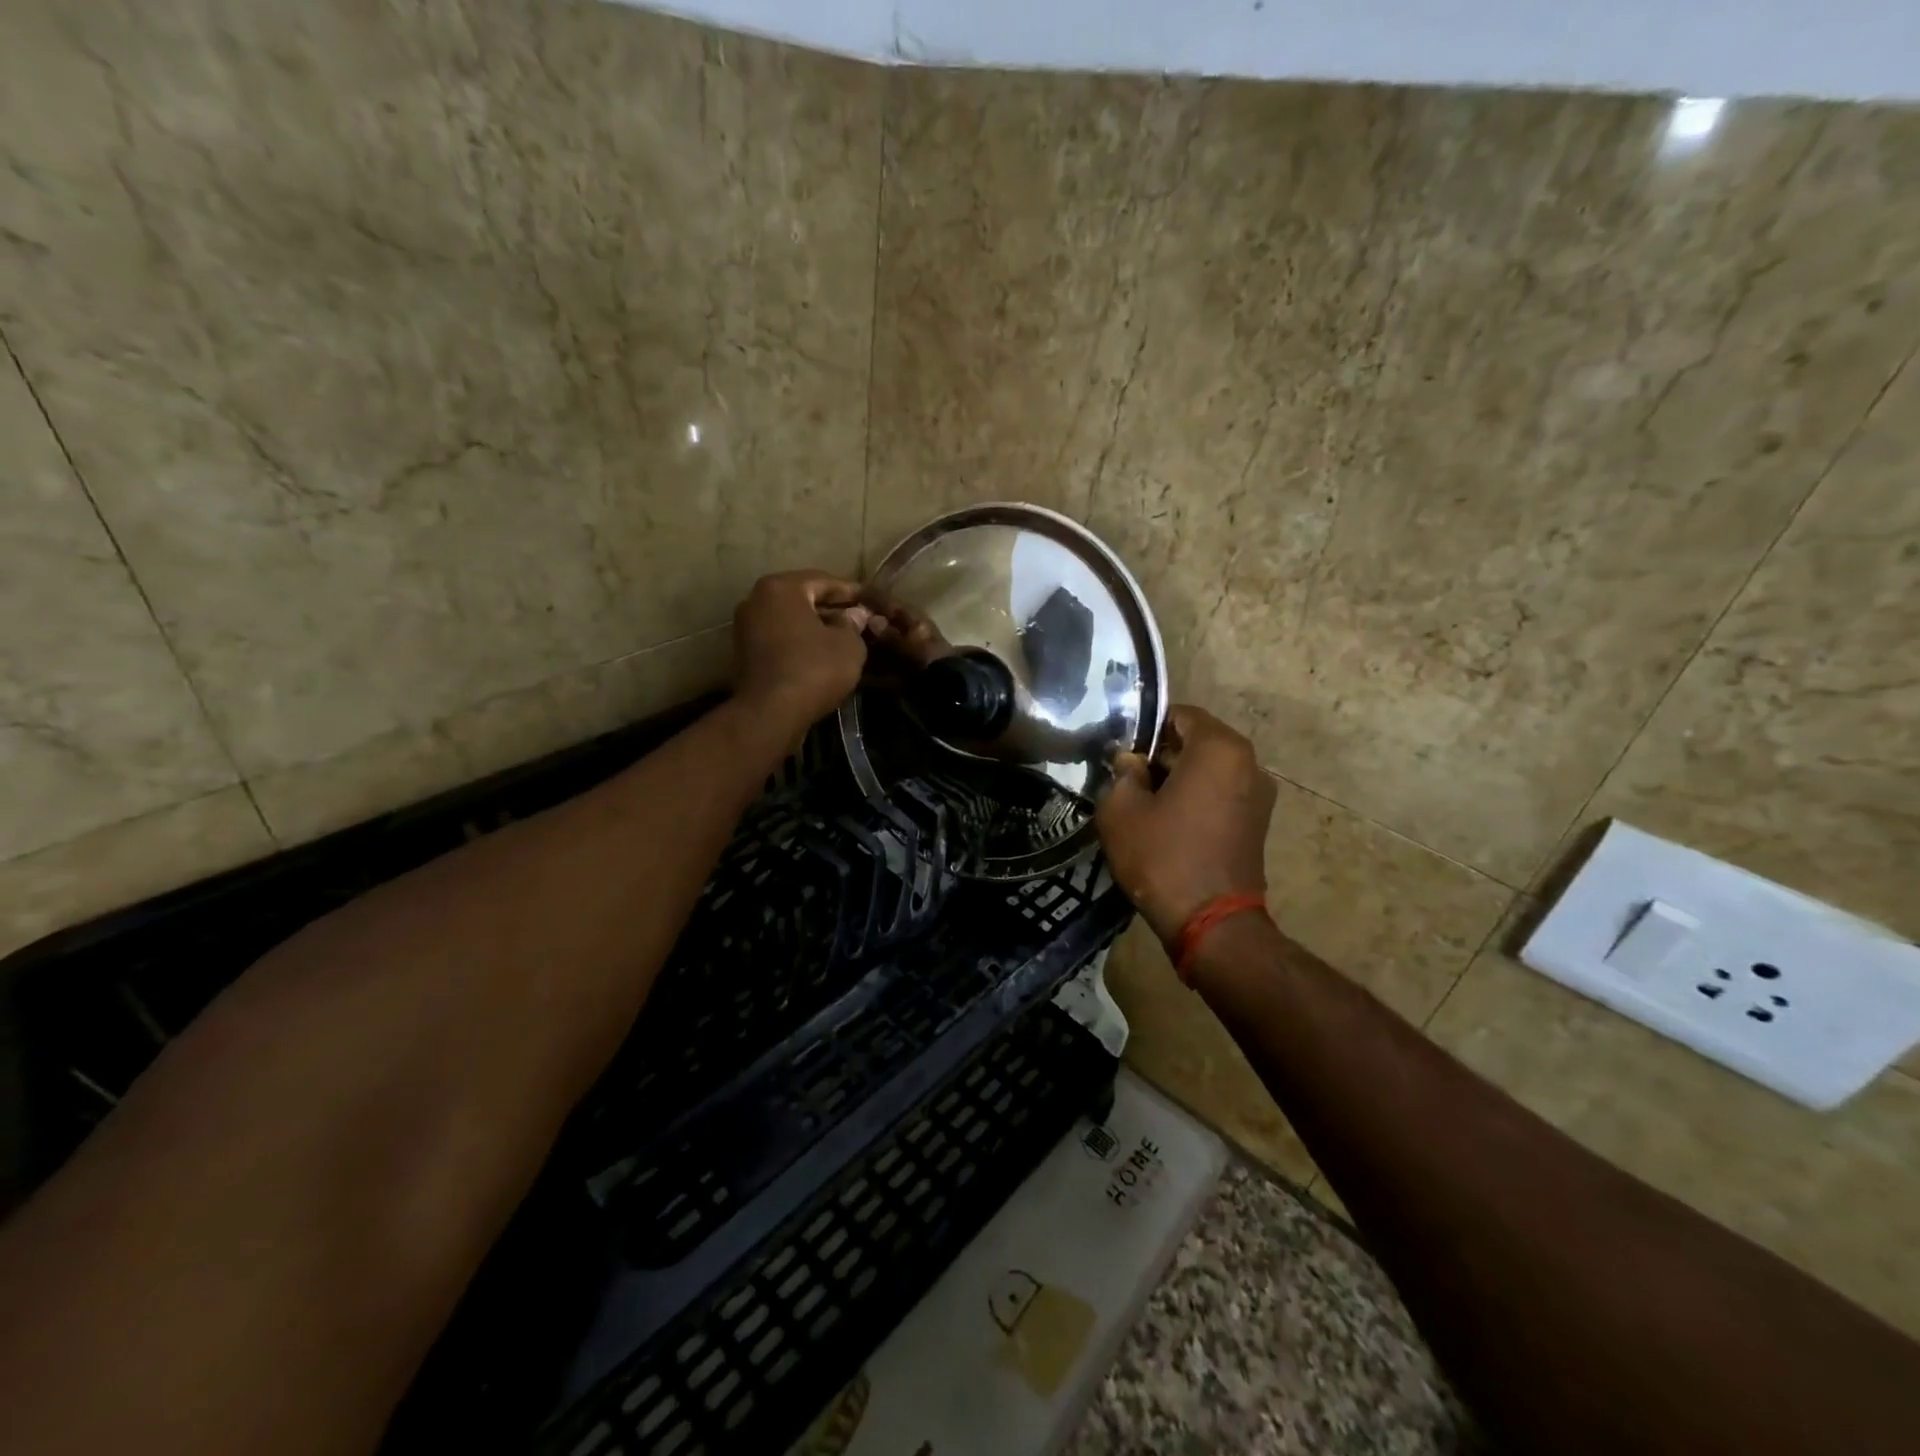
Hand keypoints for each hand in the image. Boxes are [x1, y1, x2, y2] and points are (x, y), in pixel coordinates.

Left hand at [731, 570, 871, 737]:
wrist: (771, 713)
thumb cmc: (814, 669)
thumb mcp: (849, 645)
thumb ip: (853, 624)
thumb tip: (855, 615)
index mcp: (782, 587)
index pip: (824, 580)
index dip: (851, 592)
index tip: (870, 601)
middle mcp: (757, 599)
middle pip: (803, 598)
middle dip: (831, 608)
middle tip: (858, 619)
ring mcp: (746, 626)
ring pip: (790, 619)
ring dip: (815, 626)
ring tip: (842, 639)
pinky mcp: (744, 652)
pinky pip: (779, 638)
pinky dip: (799, 642)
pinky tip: (820, 655)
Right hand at [1095, 705, 1275, 946]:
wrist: (1211, 923)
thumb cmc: (1163, 856)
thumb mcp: (1121, 810)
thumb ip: (1122, 773)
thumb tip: (1130, 761)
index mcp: (1219, 748)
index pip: (1179, 715)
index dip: (1145, 728)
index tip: (1122, 753)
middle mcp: (1249, 762)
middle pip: (1197, 741)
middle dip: (1162, 754)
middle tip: (1128, 778)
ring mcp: (1260, 793)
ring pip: (1210, 768)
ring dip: (1180, 777)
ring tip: (1146, 802)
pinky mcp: (1259, 822)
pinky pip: (1222, 793)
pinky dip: (1198, 797)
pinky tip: (1170, 822)